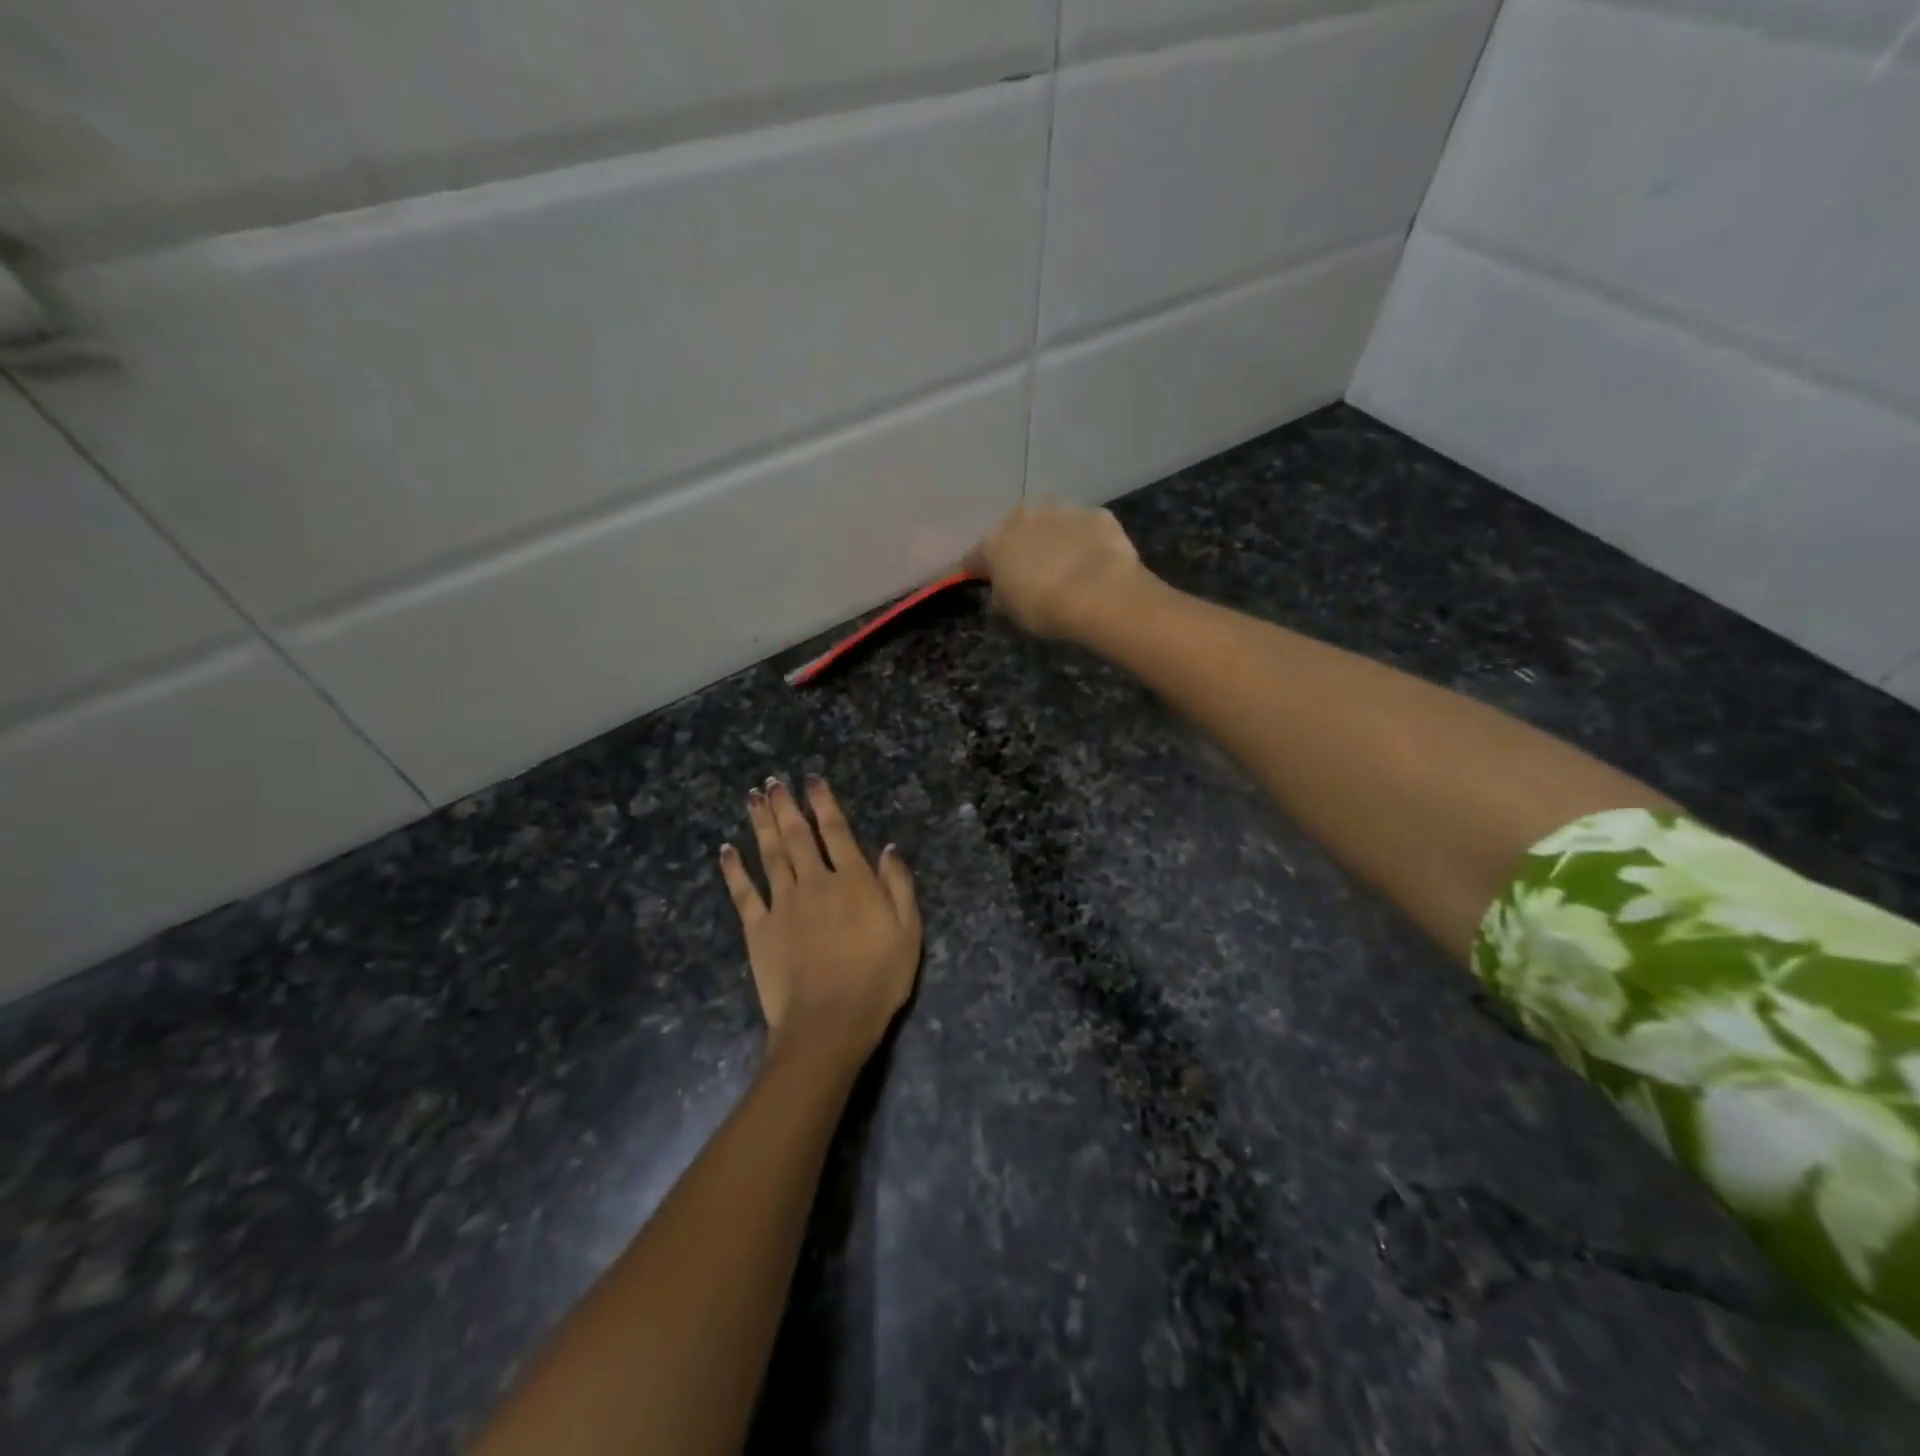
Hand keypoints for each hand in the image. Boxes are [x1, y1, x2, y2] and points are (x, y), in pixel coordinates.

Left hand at [719, 776, 921, 1066]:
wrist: (829, 1022)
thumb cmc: (878, 979)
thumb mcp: (908, 931)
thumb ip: (898, 885)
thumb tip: (887, 848)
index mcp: (853, 881)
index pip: (836, 831)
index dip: (823, 803)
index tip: (812, 780)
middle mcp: (815, 882)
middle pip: (798, 835)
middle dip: (786, 805)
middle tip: (773, 781)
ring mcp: (783, 904)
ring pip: (770, 854)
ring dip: (761, 824)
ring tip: (753, 798)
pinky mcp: (758, 928)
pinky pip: (743, 892)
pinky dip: (734, 869)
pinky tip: (726, 850)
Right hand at [963, 502, 1150, 639]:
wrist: (1100, 593)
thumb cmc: (1044, 607)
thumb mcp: (1010, 614)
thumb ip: (1000, 599)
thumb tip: (1001, 595)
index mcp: (994, 543)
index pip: (974, 558)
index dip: (977, 571)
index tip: (984, 582)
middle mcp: (1024, 517)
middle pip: (1014, 532)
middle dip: (1019, 548)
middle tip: (1030, 573)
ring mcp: (1062, 510)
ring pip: (1051, 524)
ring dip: (1053, 539)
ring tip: (1066, 566)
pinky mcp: (1097, 514)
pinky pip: (1084, 528)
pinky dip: (1085, 540)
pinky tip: (1094, 562)